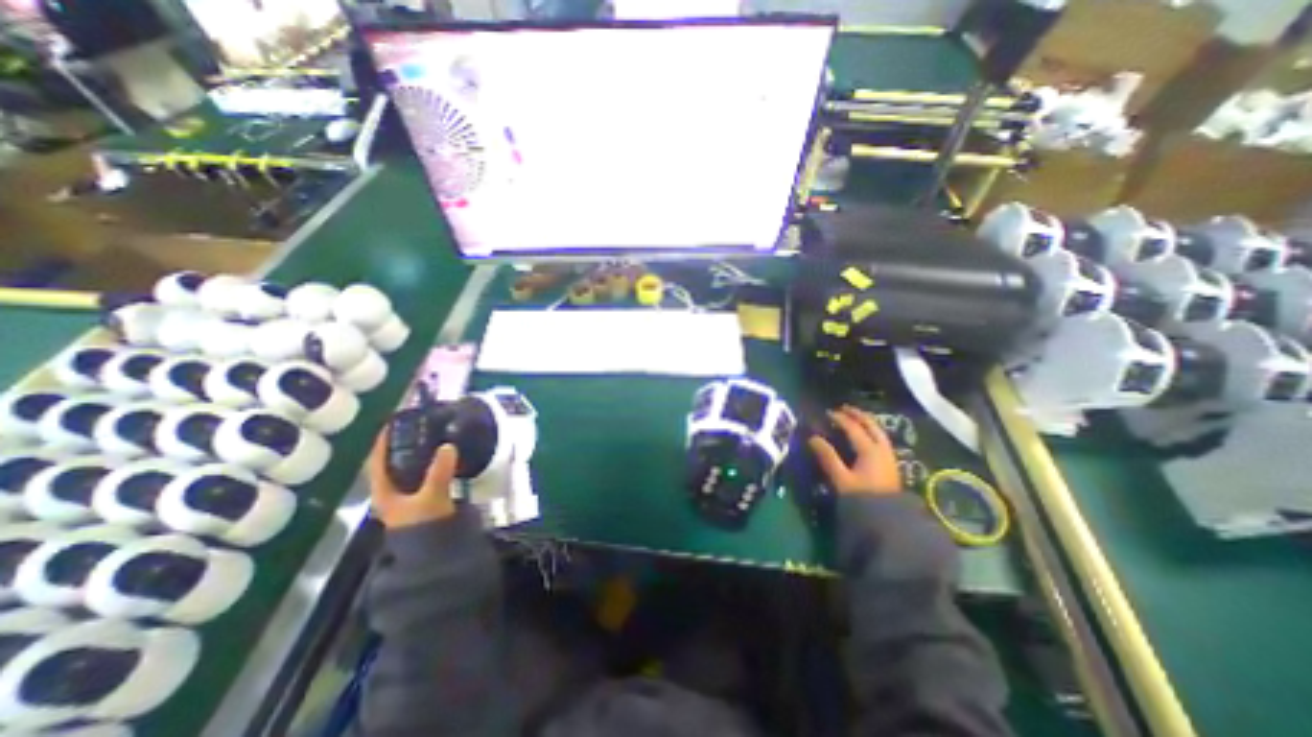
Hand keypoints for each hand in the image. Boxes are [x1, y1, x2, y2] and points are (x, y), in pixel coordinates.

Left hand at [369, 429, 460, 527]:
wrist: (436, 552)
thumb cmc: (424, 525)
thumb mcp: (431, 496)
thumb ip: (439, 471)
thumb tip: (448, 446)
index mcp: (384, 492)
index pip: (377, 461)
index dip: (382, 442)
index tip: (392, 422)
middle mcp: (392, 493)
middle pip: (393, 463)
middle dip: (403, 444)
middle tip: (418, 426)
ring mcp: (408, 497)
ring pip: (409, 469)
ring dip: (418, 453)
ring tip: (432, 436)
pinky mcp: (424, 498)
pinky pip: (424, 474)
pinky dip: (431, 463)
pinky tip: (443, 457)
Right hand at [811, 407, 901, 498]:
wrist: (888, 521)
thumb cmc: (862, 498)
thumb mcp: (841, 479)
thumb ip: (828, 457)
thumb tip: (813, 438)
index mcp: (869, 450)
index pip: (853, 427)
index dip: (840, 418)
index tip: (827, 413)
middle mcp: (881, 449)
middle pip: (871, 425)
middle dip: (857, 414)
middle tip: (844, 408)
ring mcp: (889, 456)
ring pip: (879, 431)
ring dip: (866, 422)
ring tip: (855, 418)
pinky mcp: (891, 465)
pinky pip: (881, 440)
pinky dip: (872, 431)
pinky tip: (866, 436)